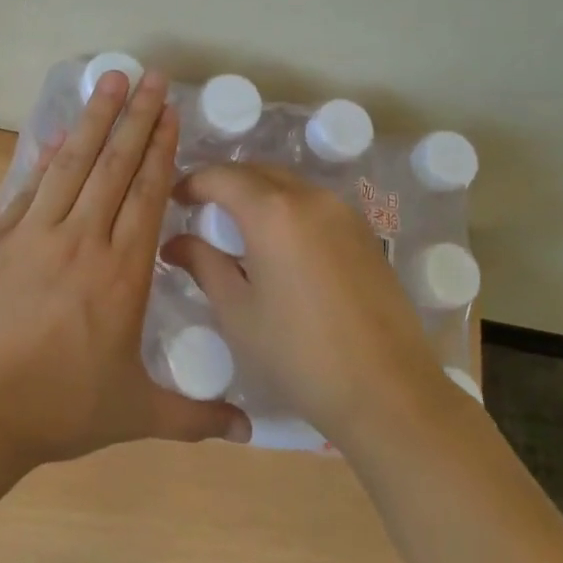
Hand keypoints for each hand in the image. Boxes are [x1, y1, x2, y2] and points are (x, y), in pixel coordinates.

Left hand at [0, 69, 250, 464]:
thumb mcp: (135, 414)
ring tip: (109, 80)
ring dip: (93, 119)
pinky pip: (27, 187)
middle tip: (150, 75)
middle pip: (114, 165)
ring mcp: (34, 234)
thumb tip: (249, 431)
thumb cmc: (59, 409)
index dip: (160, 148)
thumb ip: (194, 417)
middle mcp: (82, 240)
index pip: (147, 194)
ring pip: (72, 164)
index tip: (169, 111)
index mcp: (122, 273)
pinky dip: (45, 157)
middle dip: (135, 116)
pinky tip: (57, 134)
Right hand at [161, 165, 449, 448]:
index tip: (175, 202)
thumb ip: (203, 264)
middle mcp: (311, 197)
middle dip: (226, 184)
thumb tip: (175, 243)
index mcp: (272, 212)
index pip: (221, 176)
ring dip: (259, 195)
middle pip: (258, 172)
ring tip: (239, 230)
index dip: (192, 183)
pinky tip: (281, 246)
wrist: (387, 390)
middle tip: (202, 213)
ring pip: (290, 185)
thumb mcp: (237, 312)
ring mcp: (344, 212)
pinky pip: (315, 205)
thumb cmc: (298, 354)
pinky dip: (289, 210)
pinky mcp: (365, 233)